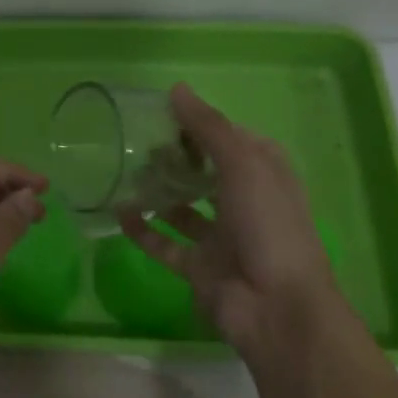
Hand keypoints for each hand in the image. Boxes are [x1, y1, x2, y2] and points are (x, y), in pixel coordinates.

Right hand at [119, 83, 339, 352]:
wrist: (277, 307)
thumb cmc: (268, 225)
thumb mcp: (244, 164)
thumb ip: (208, 127)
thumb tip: (176, 89)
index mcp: (265, 176)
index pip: (234, 140)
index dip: (204, 126)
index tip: (168, 114)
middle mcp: (245, 203)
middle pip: (207, 172)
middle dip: (177, 157)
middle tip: (141, 142)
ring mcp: (222, 238)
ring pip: (185, 208)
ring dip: (160, 191)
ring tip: (127, 171)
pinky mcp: (199, 267)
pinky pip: (165, 244)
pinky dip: (144, 229)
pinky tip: (120, 212)